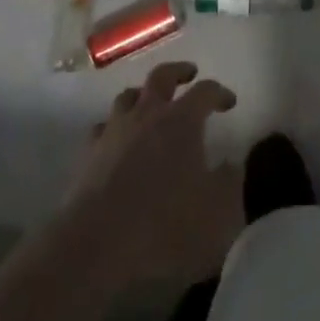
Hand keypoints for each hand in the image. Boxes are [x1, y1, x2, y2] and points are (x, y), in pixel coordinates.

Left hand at [65, 62, 243, 283]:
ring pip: (127, 97)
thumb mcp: (217, 213)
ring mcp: (114, 132)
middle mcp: (147, 115)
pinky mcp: (88, 156)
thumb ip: (229, 183)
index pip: (205, 91)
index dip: (219, 93)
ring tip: (150, 105)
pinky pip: (102, 129)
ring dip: (142, 96)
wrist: (94, 249)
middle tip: (189, 74)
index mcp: (182, 120)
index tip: (229, 102)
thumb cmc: (164, 227)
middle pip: (161, 76)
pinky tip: (117, 142)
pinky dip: (113, 128)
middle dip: (178, 72)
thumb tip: (231, 163)